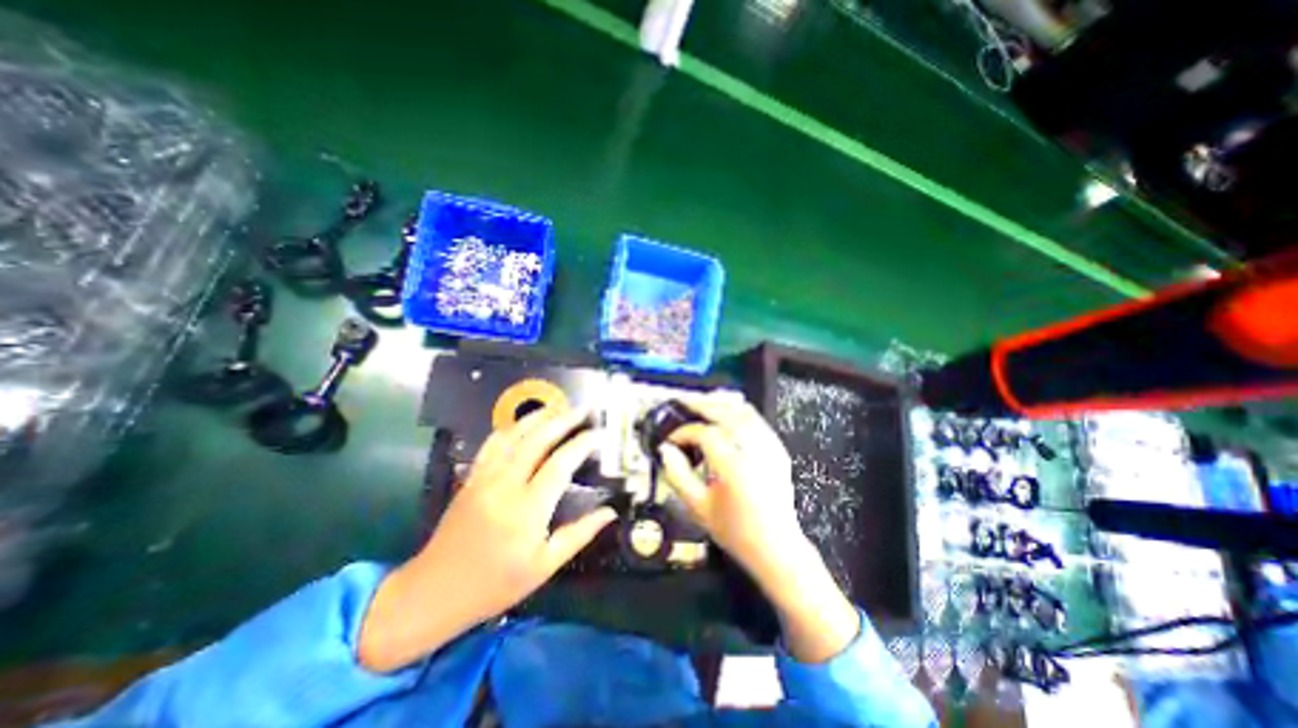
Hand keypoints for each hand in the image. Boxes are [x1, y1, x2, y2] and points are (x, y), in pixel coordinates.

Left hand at [357, 407, 615, 673]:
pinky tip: (525, 423)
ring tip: (559, 407)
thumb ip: (579, 534)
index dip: (582, 444)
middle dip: (563, 420)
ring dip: (538, 417)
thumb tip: (610, 512)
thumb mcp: (544, 566)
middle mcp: (505, 486)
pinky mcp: (471, 477)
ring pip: (513, 435)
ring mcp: (484, 478)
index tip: (599, 434)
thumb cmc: (496, 584)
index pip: (560, 465)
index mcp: (527, 511)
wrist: (434, 591)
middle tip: (583, 409)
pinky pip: (492, 443)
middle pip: (537, 440)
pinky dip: (512, 427)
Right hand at [661, 394, 803, 574]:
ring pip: (743, 411)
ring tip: (702, 404)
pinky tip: (726, 414)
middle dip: (701, 405)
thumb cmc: (736, 531)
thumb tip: (666, 450)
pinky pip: (756, 419)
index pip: (705, 433)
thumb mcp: (698, 508)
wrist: (776, 547)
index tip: (671, 439)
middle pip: (725, 412)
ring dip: (720, 404)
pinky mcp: (777, 449)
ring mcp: (770, 448)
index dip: (684, 432)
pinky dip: (738, 411)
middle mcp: (754, 451)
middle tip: (683, 404)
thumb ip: (678, 475)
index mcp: (734, 467)